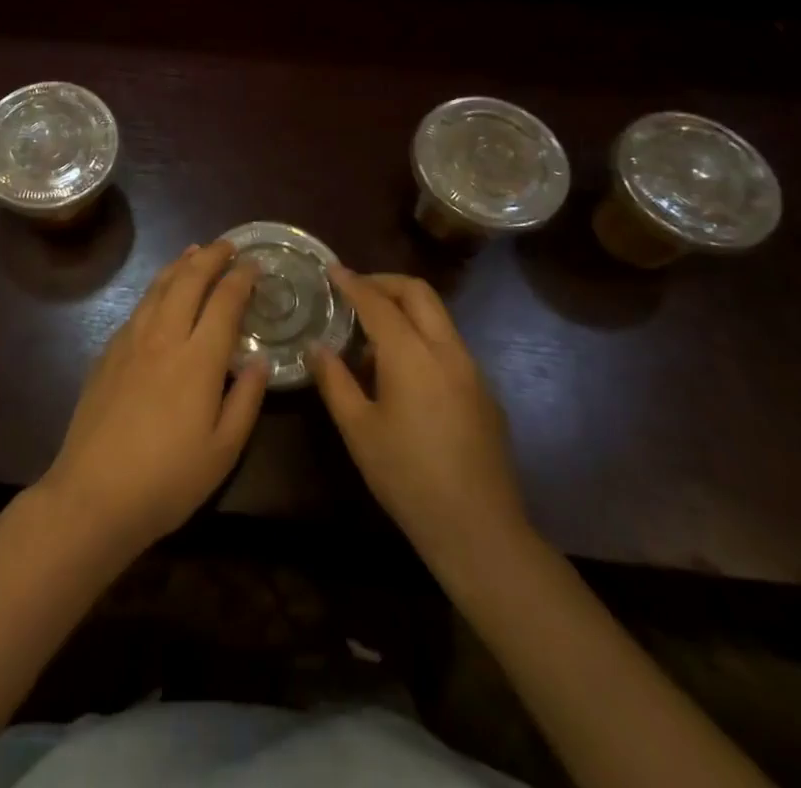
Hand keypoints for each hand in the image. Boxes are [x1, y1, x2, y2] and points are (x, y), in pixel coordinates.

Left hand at [41, 240, 268, 558]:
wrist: (94, 493)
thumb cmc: (168, 479)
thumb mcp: (224, 450)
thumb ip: (246, 400)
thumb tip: (259, 361)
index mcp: (198, 358)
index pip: (224, 301)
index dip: (241, 277)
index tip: (255, 264)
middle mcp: (164, 336)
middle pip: (189, 280)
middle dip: (211, 256)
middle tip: (228, 245)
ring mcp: (131, 340)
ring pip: (158, 286)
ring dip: (181, 264)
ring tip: (195, 251)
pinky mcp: (108, 351)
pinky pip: (138, 305)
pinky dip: (157, 286)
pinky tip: (161, 292)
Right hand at [309, 267, 533, 565]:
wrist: (479, 530)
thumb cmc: (407, 477)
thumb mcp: (358, 430)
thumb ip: (334, 380)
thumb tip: (316, 347)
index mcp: (412, 355)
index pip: (378, 302)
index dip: (352, 282)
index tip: (332, 270)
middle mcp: (447, 350)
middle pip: (418, 292)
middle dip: (384, 282)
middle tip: (354, 291)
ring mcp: (471, 370)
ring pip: (437, 316)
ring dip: (404, 309)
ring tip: (370, 336)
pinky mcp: (483, 391)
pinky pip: (448, 343)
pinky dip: (421, 335)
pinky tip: (401, 372)